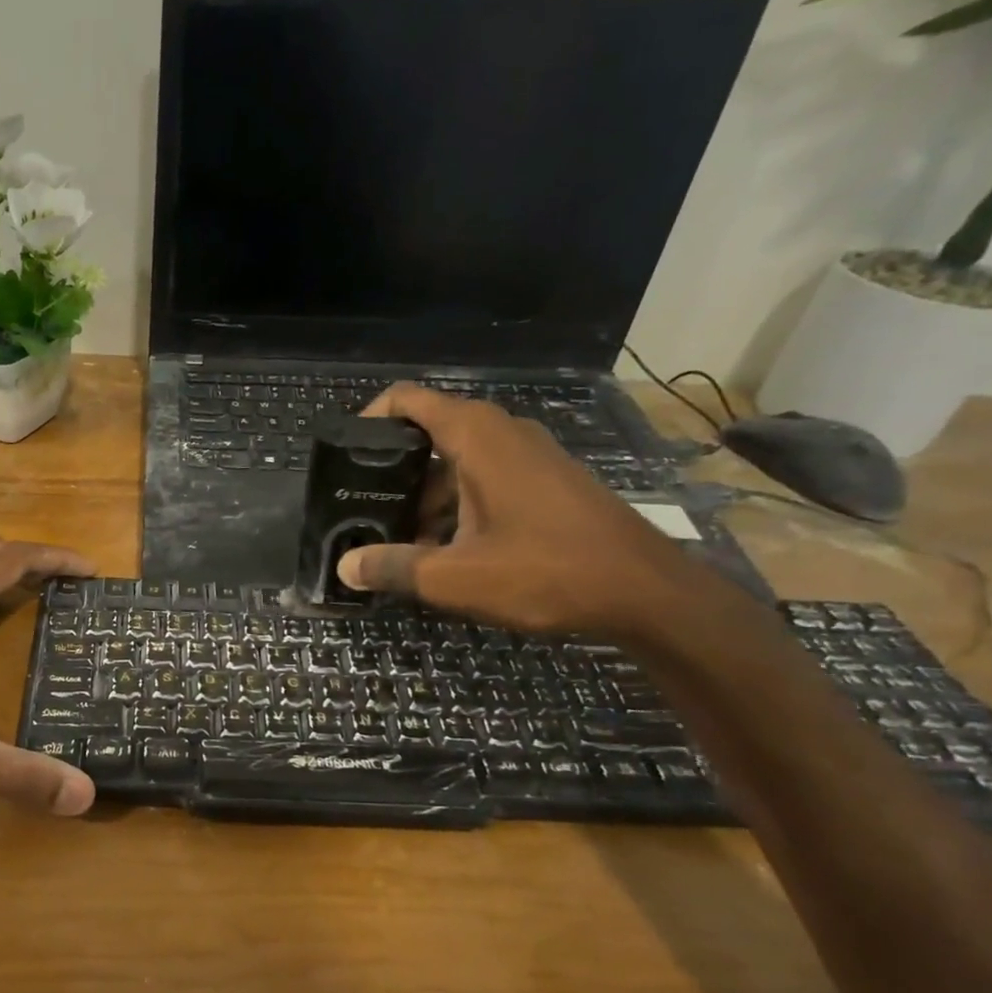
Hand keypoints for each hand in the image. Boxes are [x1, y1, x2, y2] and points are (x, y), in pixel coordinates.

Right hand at [337, 383, 705, 638]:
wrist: (647, 592)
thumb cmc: (546, 571)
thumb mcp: (456, 577)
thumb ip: (394, 567)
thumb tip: (345, 567)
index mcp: (477, 437)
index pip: (408, 400)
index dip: (369, 419)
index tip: (344, 457)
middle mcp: (503, 433)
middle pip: (429, 433)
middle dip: (392, 471)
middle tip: (363, 509)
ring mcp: (531, 457)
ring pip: (458, 461)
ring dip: (425, 496)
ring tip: (399, 541)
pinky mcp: (547, 482)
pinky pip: (486, 478)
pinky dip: (458, 504)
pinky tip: (447, 550)